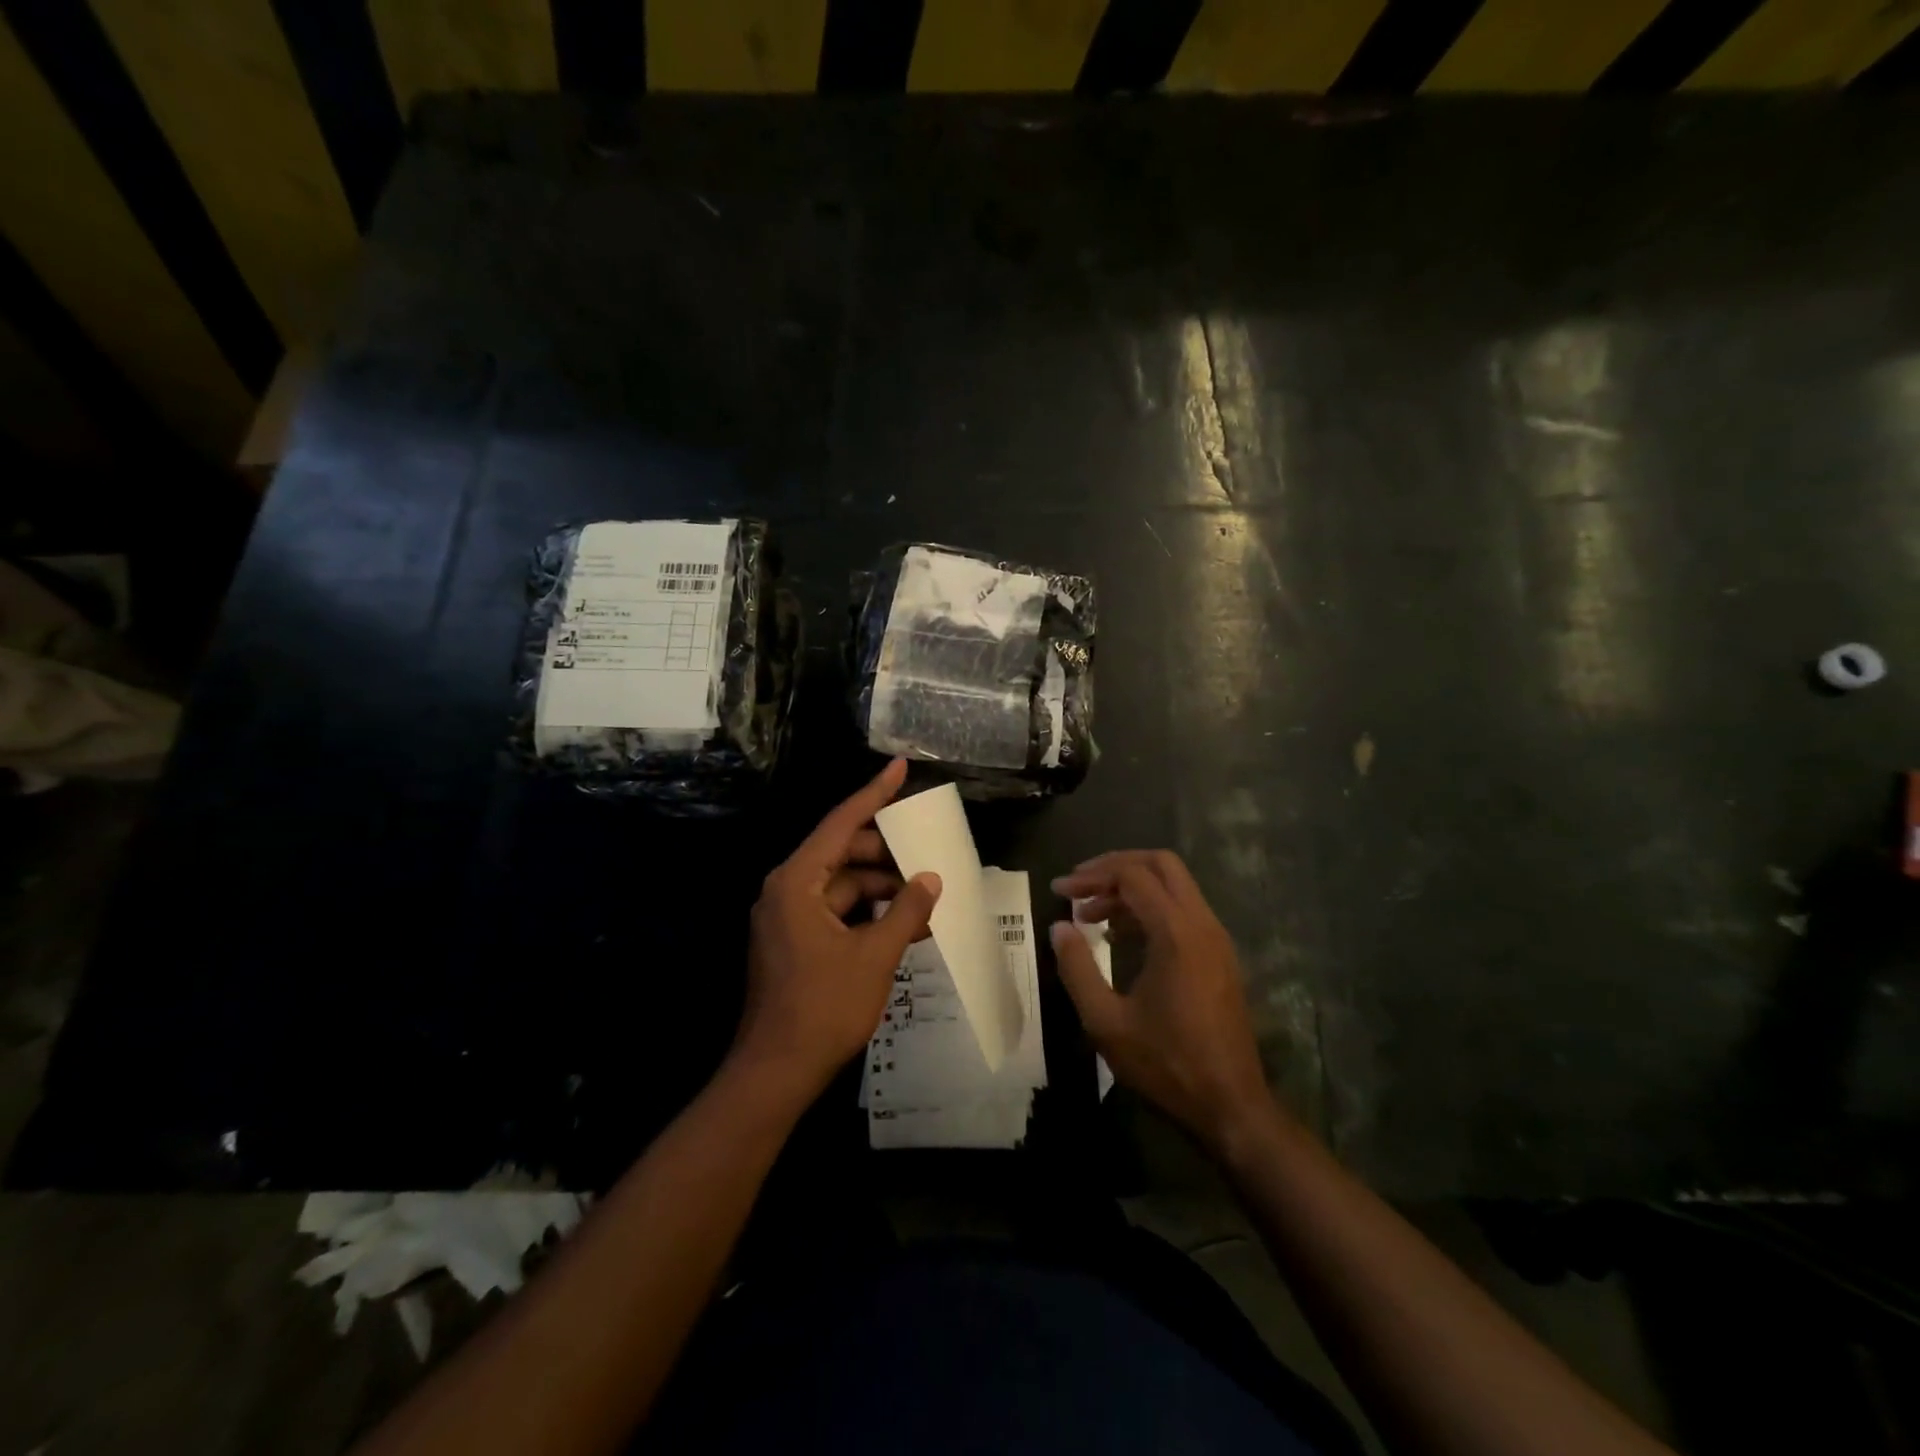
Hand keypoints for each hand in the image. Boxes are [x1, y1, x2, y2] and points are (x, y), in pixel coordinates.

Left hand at [734, 759, 941, 1106]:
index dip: (874, 794)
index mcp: (797, 881)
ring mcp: (788, 916)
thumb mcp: (875, 956)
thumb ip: (906, 911)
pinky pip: (836, 910)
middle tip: (929, 854)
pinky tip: (903, 924)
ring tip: (926, 898)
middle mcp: (787, 888)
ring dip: (882, 889)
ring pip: (843, 884)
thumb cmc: (824, 1007)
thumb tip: (931, 878)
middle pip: (843, 852)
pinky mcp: (794, 940)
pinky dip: (868, 912)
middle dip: (887, 854)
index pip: (841, 822)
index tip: (900, 768)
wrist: (775, 1072)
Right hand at [1050, 850, 1274, 1151]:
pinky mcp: (1220, 955)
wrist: (1230, 1105)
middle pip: (1160, 864)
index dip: (1091, 877)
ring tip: (1090, 915)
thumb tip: (1059, 927)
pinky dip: (1151, 906)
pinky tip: (1120, 936)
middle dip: (1116, 866)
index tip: (1059, 891)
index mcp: (1175, 933)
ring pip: (1175, 885)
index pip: (1132, 875)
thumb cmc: (1166, 1064)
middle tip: (1080, 886)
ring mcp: (1216, 938)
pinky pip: (1184, 909)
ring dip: (1132, 887)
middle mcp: (1202, 924)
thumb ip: (1077, 968)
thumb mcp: (1106, 1021)